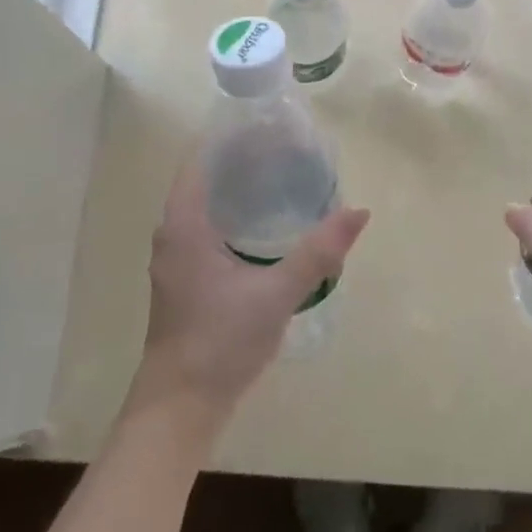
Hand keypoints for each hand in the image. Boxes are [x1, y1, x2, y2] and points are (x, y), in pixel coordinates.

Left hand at [131, 157, 370, 427]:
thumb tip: (358, 212)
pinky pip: (209, 228)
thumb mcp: (275, 294)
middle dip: (242, 159)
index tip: (268, 124)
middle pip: (205, 177)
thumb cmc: (220, 342)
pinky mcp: (186, 279)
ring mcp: (177, 258)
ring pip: (207, 205)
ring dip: (238, 188)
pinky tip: (266, 224)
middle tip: (287, 147)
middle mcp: (173, 233)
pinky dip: (235, 214)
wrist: (180, 407)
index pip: (200, 158)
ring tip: (282, 176)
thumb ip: (317, 253)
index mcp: (183, 224)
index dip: (230, 136)